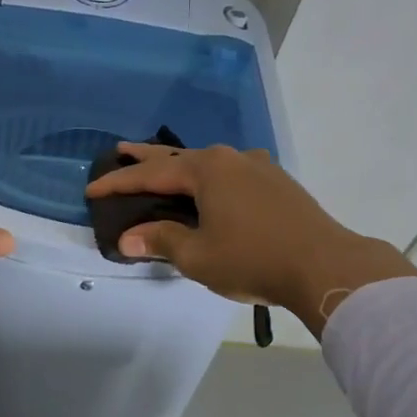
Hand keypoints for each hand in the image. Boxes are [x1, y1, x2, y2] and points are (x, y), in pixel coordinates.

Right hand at [84, 143, 416, 337]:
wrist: (325, 265)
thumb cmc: (253, 259)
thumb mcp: (198, 255)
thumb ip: (160, 240)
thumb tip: (127, 238)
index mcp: (207, 169)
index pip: (151, 173)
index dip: (118, 184)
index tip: (91, 189)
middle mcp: (231, 158)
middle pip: (178, 156)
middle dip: (146, 157)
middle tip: (120, 151)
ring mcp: (258, 167)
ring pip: (207, 163)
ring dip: (180, 166)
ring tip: (161, 168)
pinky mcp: (277, 183)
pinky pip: (229, 173)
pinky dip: (207, 178)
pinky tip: (209, 187)